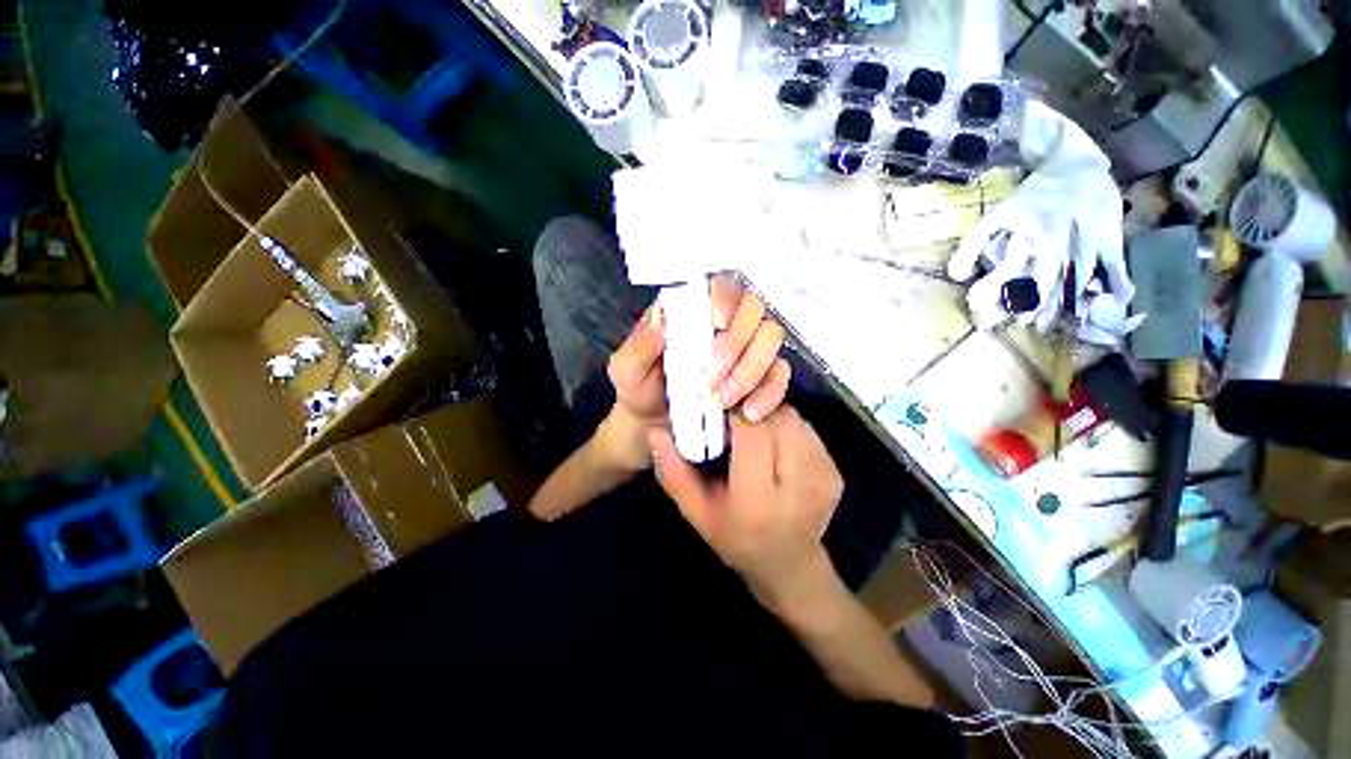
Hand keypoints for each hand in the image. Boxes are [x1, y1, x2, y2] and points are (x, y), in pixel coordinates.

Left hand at [603, 276, 791, 469]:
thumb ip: (641, 344)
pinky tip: (750, 412)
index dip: (725, 296)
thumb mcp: (627, 369)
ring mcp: (746, 349)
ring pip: (771, 338)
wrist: (654, 426)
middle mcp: (724, 324)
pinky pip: (780, 374)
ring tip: (723, 400)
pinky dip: (770, 392)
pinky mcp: (760, 376)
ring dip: (751, 369)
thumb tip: (662, 316)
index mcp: (691, 312)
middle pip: (753, 309)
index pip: (719, 285)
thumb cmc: (640, 390)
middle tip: (712, 377)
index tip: (718, 322)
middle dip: (736, 342)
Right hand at [650, 406, 843, 608]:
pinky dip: (784, 424)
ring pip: (792, 418)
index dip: (734, 410)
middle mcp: (799, 486)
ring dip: (767, 413)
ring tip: (750, 426)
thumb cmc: (736, 540)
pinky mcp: (835, 471)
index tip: (716, 402)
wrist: (790, 567)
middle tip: (730, 412)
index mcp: (759, 501)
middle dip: (750, 408)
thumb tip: (655, 431)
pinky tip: (772, 440)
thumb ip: (673, 474)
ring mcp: (823, 477)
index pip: (752, 434)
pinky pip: (805, 428)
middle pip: (775, 420)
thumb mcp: (697, 513)